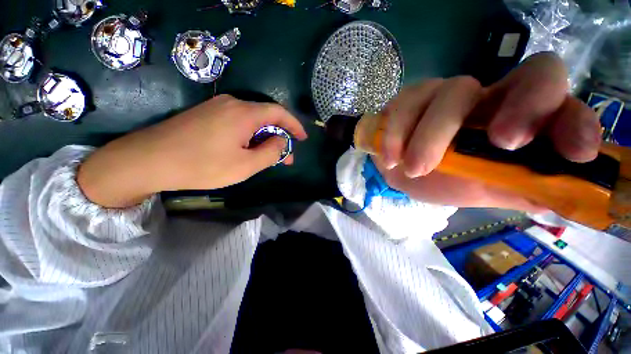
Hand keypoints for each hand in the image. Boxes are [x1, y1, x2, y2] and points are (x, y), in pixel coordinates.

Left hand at [78, 95, 306, 207]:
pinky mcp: (206, 114)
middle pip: (266, 117)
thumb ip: (270, 152)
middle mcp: (232, 104)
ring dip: (264, 138)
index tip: (303, 138)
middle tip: (285, 157)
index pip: (279, 113)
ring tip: (268, 157)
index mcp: (244, 113)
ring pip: (252, 121)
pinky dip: (249, 136)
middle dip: (280, 137)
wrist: (148, 160)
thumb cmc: (202, 165)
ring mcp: (217, 107)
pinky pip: (238, 122)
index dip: (294, 125)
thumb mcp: (246, 165)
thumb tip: (281, 142)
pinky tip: (248, 150)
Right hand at [374, 52, 600, 211]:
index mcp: (517, 116)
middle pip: (523, 77)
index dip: (570, 115)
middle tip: (501, 144)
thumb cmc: (450, 182)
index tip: (574, 153)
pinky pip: (401, 107)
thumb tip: (568, 195)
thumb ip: (526, 188)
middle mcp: (485, 95)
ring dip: (431, 136)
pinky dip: (395, 135)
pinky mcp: (406, 101)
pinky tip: (391, 160)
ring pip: (447, 94)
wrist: (405, 172)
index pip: (554, 90)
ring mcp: (441, 93)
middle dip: (518, 109)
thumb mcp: (492, 191)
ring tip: (414, 170)